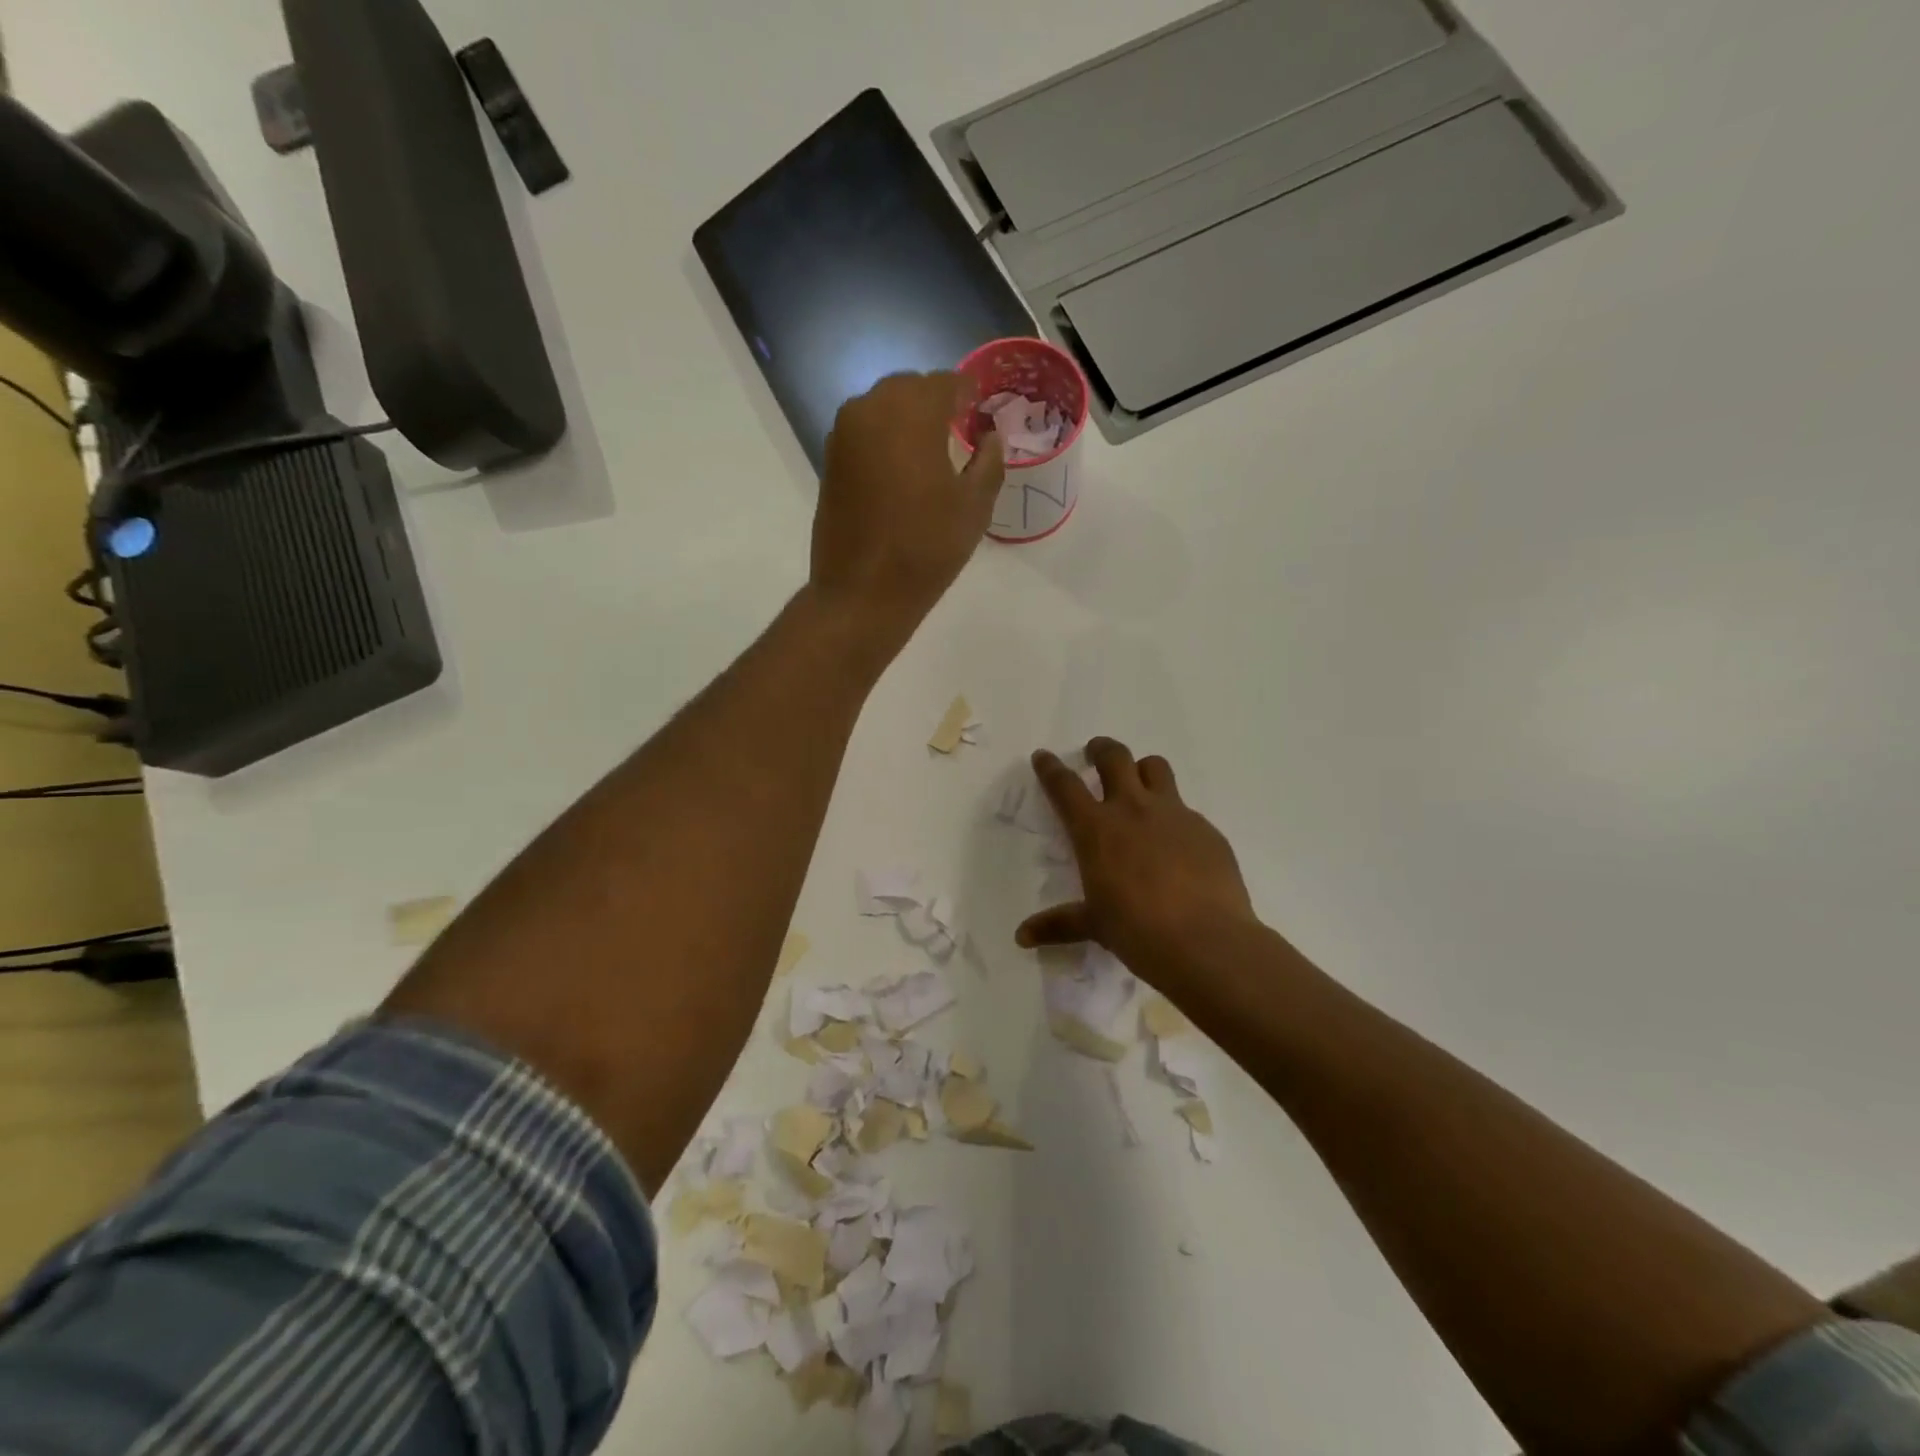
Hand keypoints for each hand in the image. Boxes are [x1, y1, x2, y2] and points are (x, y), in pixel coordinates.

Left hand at [811, 372, 1004, 641]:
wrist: (863, 592)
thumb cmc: (926, 548)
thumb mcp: (974, 506)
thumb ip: (989, 461)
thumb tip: (990, 436)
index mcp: (912, 412)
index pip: (948, 383)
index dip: (970, 394)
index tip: (984, 412)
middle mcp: (871, 409)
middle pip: (911, 388)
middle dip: (937, 403)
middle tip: (960, 430)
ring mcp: (844, 434)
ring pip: (884, 407)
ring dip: (909, 419)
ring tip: (931, 451)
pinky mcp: (831, 460)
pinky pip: (865, 432)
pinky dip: (886, 439)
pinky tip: (903, 469)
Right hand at [1016, 738, 1256, 986]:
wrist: (1207, 941)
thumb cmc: (1138, 931)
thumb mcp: (1095, 926)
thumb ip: (1059, 924)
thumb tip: (1022, 936)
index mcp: (1096, 829)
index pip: (1065, 786)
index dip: (1050, 768)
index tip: (1043, 756)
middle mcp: (1133, 809)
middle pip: (1114, 757)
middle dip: (1101, 750)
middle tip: (1095, 754)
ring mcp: (1174, 814)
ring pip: (1155, 767)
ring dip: (1142, 769)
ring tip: (1139, 784)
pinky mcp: (1206, 829)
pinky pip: (1186, 809)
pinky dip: (1174, 816)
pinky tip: (1177, 844)